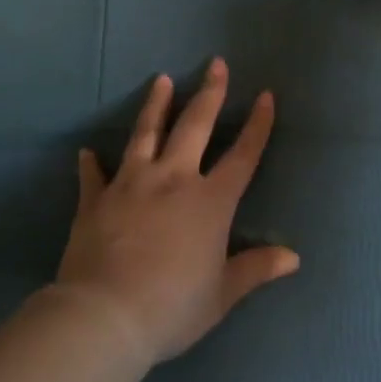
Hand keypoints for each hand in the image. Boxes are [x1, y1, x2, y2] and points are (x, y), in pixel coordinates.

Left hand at [55, 59, 298, 365]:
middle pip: (194, 126)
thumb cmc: (172, 307)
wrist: (105, 317)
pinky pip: (94, 175)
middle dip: (209, 93)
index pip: (242, 155)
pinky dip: (92, 163)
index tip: (265, 95)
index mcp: (210, 201)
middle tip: (215, 64)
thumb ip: (256, 269)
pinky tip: (87, 151)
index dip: (257, 125)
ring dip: (155, 105)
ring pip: (145, 133)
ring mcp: (131, 184)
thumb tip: (293, 257)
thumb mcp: (222, 294)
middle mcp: (173, 180)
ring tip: (161, 79)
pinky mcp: (96, 200)